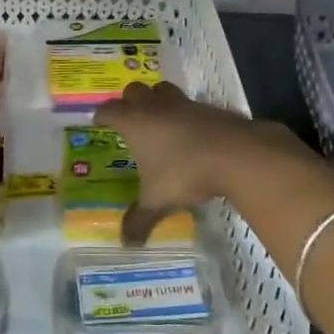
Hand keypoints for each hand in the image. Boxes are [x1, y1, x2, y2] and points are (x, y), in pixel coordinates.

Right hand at [93, 81, 306, 243]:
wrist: (235, 154)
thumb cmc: (185, 173)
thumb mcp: (158, 201)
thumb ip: (139, 220)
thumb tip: (126, 243)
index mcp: (135, 123)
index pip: (110, 110)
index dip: (102, 115)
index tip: (99, 121)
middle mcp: (156, 107)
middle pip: (135, 90)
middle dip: (129, 100)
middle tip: (129, 117)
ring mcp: (184, 104)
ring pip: (163, 90)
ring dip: (157, 99)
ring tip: (158, 119)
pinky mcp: (208, 108)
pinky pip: (190, 104)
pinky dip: (184, 114)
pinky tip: (189, 133)